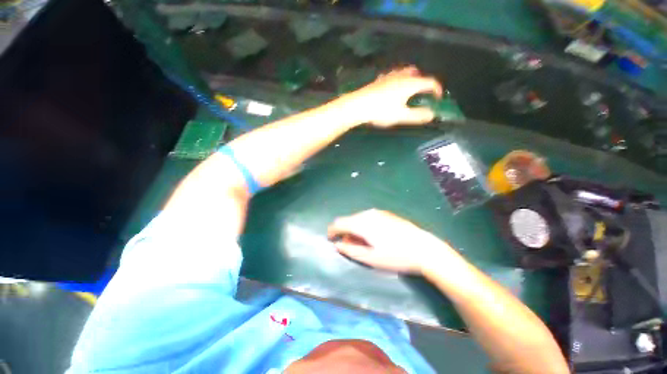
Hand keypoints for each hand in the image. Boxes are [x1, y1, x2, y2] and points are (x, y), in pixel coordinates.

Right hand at [327, 209, 454, 273]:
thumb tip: (337, 244)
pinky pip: (367, 217)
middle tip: (348, 246)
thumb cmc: (395, 256)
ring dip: (354, 229)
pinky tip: (373, 236)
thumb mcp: (370, 258)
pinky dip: (363, 225)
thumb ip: (350, 250)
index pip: (339, 223)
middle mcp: (367, 214)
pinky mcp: (385, 214)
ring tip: (362, 243)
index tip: (330, 240)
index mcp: (361, 223)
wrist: (423, 248)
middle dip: (344, 231)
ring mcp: (378, 212)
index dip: (331, 231)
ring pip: (358, 218)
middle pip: (348, 219)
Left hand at [341, 66, 442, 126]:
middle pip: (418, 74)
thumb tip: (432, 115)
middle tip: (423, 93)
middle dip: (424, 82)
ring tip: (409, 90)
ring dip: (411, 79)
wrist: (359, 105)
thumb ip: (418, 115)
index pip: (430, 82)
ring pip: (405, 72)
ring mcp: (389, 76)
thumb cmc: (381, 111)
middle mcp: (402, 76)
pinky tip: (393, 88)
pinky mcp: (379, 80)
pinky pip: (394, 75)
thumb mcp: (401, 116)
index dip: (437, 89)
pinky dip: (399, 80)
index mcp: (410, 84)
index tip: (439, 97)